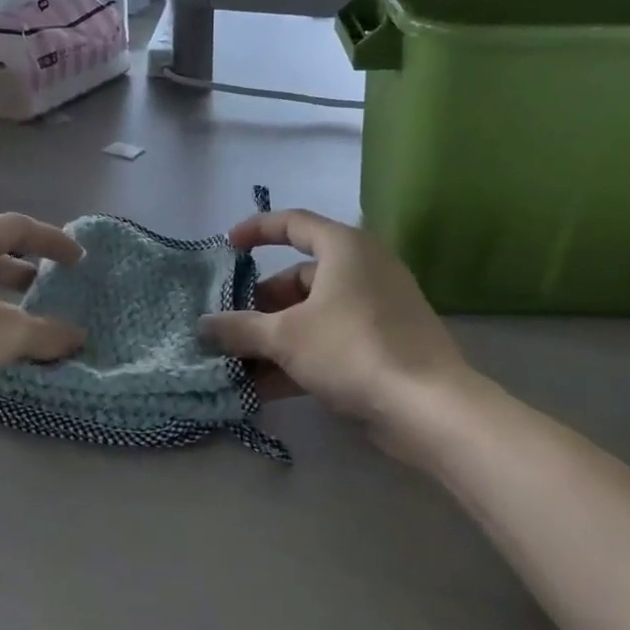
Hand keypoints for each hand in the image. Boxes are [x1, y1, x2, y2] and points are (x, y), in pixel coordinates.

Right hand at [198, 209, 469, 446]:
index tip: (227, 248)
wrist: (427, 406)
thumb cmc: (351, 349)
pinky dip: (298, 358)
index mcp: (344, 248)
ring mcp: (376, 309)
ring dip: (274, 338)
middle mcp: (363, 270)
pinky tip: (264, 389)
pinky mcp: (382, 344)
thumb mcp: (285, 336)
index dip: (256, 231)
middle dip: (259, 306)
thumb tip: (202, 326)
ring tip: (237, 365)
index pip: (293, 223)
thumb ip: (239, 328)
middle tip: (229, 329)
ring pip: (312, 315)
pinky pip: (330, 341)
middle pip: (298, 278)